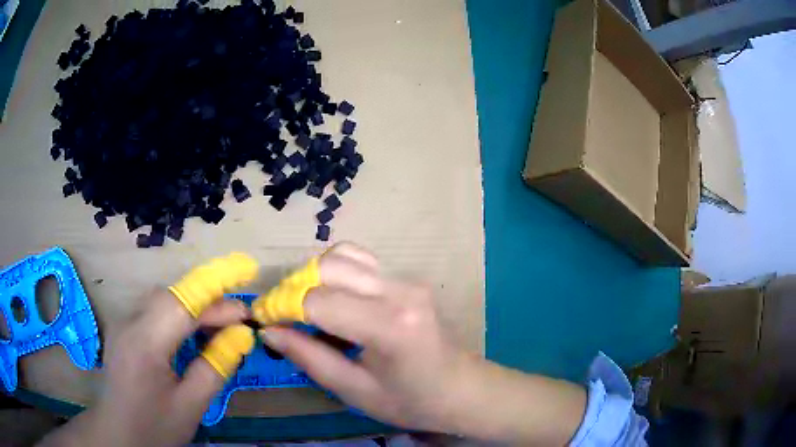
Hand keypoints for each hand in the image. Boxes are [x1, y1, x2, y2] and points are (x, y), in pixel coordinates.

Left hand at [40, 289, 248, 446]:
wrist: (120, 435)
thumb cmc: (155, 426)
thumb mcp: (191, 405)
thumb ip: (215, 366)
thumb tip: (241, 336)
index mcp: (144, 343)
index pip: (183, 305)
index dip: (217, 297)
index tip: (248, 307)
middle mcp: (129, 323)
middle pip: (171, 296)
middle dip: (206, 301)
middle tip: (236, 320)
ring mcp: (123, 324)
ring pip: (161, 301)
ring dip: (192, 307)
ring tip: (217, 327)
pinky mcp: (123, 331)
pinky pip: (153, 313)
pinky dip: (176, 316)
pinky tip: (188, 336)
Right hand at [259, 243, 474, 430]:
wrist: (463, 389)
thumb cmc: (412, 401)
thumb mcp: (355, 391)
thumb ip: (309, 358)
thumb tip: (270, 330)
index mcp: (389, 326)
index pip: (318, 301)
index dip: (282, 308)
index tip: (264, 321)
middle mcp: (399, 291)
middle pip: (329, 267)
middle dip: (295, 288)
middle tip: (283, 316)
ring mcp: (407, 280)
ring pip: (343, 255)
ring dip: (314, 276)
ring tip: (305, 308)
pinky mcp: (407, 279)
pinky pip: (361, 261)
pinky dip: (336, 272)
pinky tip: (334, 298)